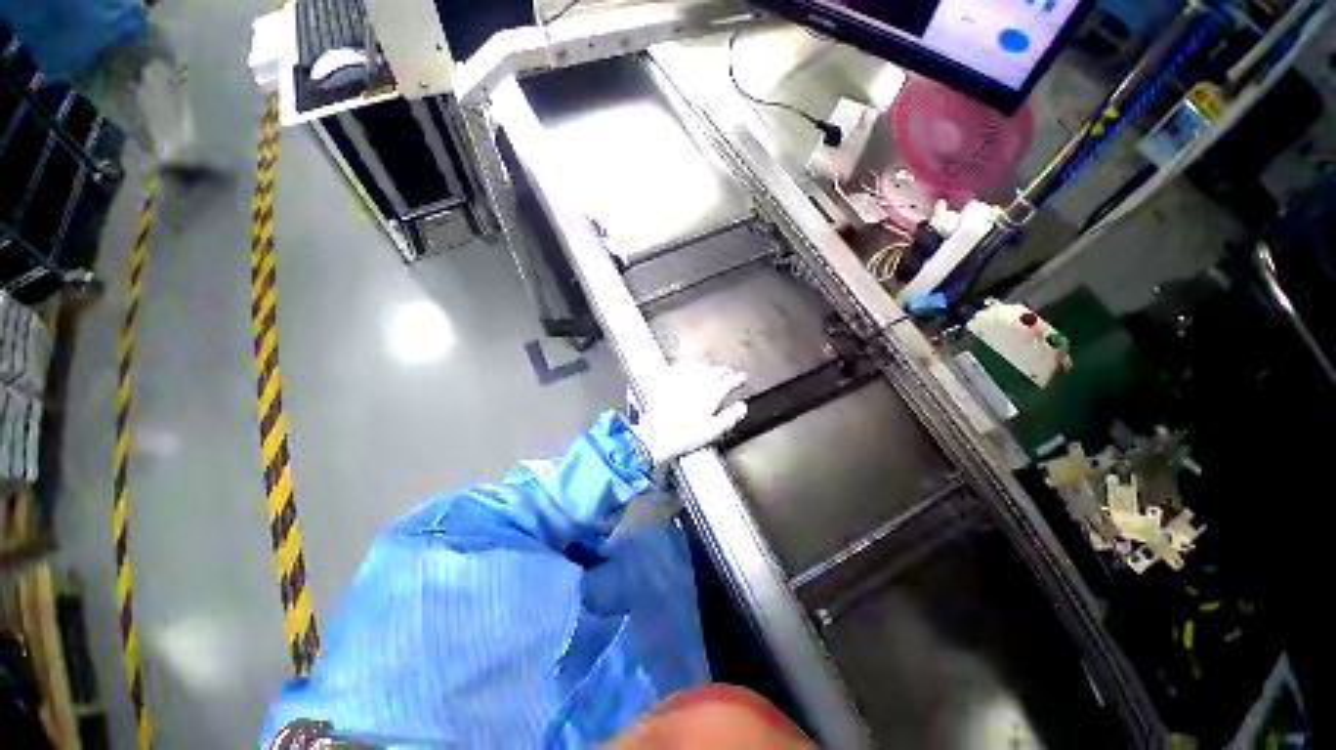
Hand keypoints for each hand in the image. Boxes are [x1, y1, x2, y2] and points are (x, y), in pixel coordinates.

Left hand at [632, 364, 747, 466]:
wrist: (655, 436)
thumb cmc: (684, 437)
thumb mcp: (713, 431)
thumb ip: (729, 417)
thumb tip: (742, 407)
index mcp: (710, 396)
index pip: (727, 382)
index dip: (737, 379)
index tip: (742, 377)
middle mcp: (696, 386)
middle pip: (713, 372)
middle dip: (724, 370)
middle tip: (729, 372)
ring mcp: (681, 384)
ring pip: (698, 368)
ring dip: (708, 367)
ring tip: (712, 369)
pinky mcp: (668, 385)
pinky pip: (681, 370)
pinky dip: (690, 367)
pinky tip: (689, 369)